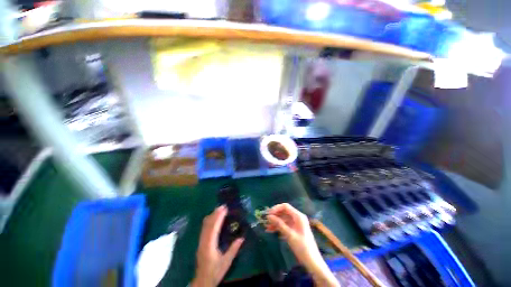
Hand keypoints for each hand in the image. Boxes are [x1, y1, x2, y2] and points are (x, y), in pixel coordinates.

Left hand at [191, 206, 243, 286]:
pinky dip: (209, 221)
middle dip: (215, 213)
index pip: (214, 227)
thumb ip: (234, 249)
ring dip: (211, 216)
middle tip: (222, 206)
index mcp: (210, 245)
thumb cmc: (215, 272)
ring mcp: (200, 242)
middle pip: (208, 224)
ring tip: (218, 209)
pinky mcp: (200, 243)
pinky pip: (204, 228)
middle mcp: (204, 241)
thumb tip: (242, 237)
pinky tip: (213, 218)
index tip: (224, 209)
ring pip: (204, 225)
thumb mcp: (226, 262)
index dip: (219, 217)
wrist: (202, 281)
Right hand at [265, 203, 338, 286]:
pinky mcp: (295, 229)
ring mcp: (296, 224)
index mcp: (298, 216)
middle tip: (266, 220)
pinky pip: (285, 225)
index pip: (285, 207)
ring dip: (275, 222)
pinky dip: (279, 227)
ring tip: (266, 227)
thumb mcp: (289, 235)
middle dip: (275, 216)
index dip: (276, 208)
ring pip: (283, 219)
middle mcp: (297, 217)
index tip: (268, 214)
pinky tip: (271, 231)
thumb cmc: (302, 247)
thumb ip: (279, 224)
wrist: (312, 262)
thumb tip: (269, 216)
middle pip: (284, 212)